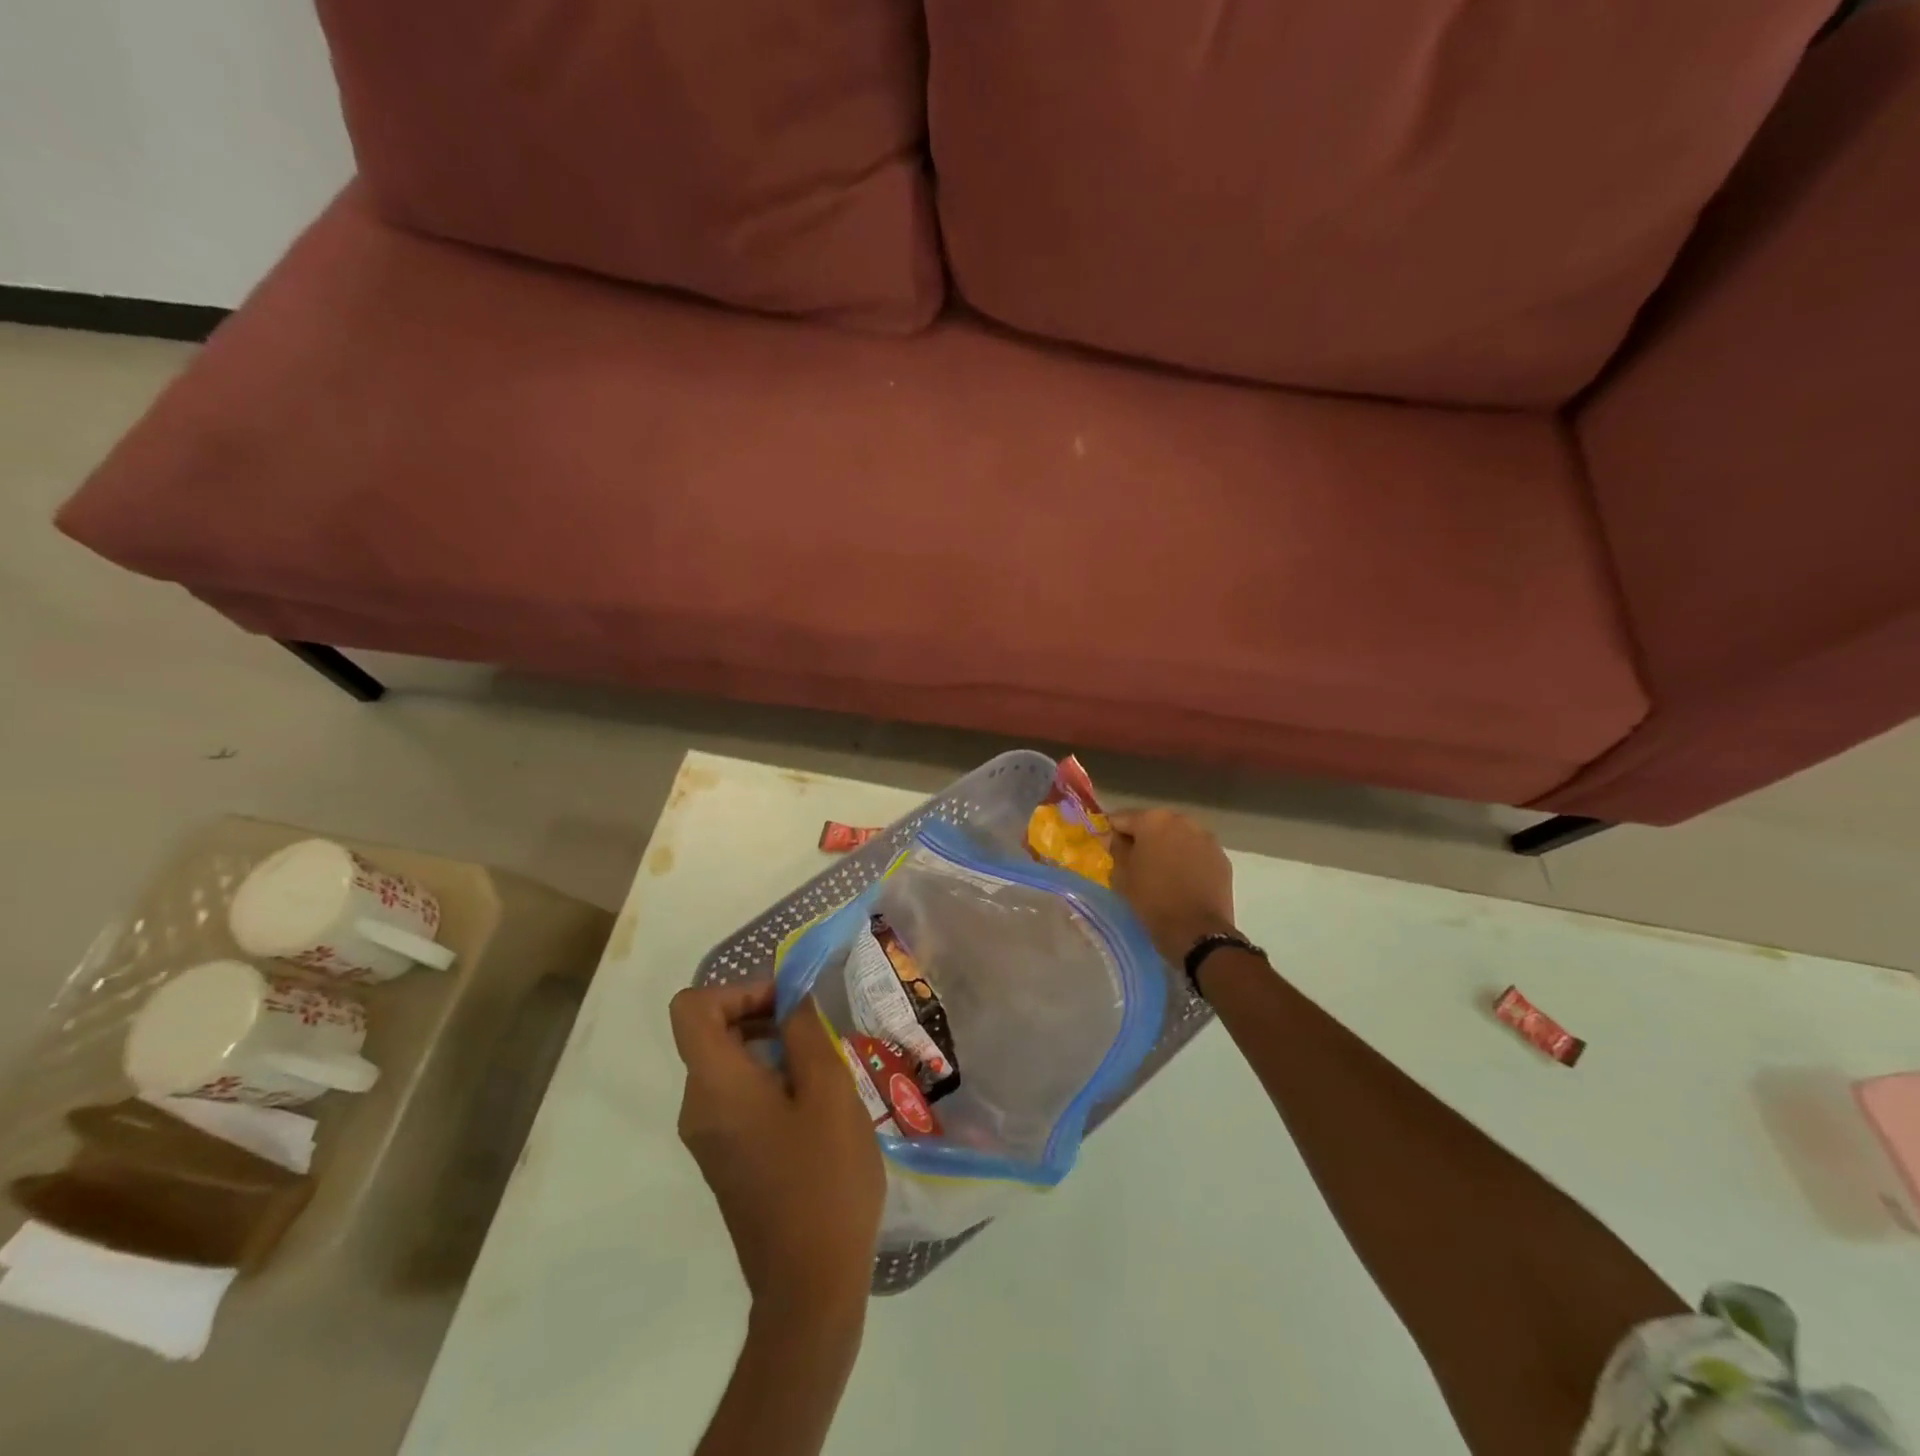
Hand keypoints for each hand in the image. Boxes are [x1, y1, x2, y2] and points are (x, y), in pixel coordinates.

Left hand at [670, 983, 884, 1318]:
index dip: (737, 989)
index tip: (785, 1003)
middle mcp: (698, 1108)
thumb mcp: (829, 1092)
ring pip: (726, 1064)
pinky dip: (769, 1079)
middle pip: (710, 1033)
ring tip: (823, 1064)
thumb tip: (792, 1001)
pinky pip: (736, 1097)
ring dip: (770, 1047)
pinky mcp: (725, 1159)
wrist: (810, 1287)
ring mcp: (708, 1138)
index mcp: (715, 1087)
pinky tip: (814, 1104)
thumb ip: (807, 1034)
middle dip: (761, 1014)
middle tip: (815, 1028)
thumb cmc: (824, 1180)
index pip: (692, 1008)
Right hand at [1109, 808, 1237, 964]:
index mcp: (1153, 820)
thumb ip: (1116, 848)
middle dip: (1142, 838)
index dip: (1112, 832)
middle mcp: (1182, 821)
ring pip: (1178, 837)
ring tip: (1159, 871)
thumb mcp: (1122, 875)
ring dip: (1167, 847)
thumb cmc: (1151, 899)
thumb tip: (1115, 837)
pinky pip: (1196, 852)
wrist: (1197, 931)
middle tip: (1133, 861)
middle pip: (1154, 824)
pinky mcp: (1221, 858)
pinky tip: (1181, 880)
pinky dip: (1187, 859)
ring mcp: (1206, 839)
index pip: (1122, 818)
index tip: (1106, 846)